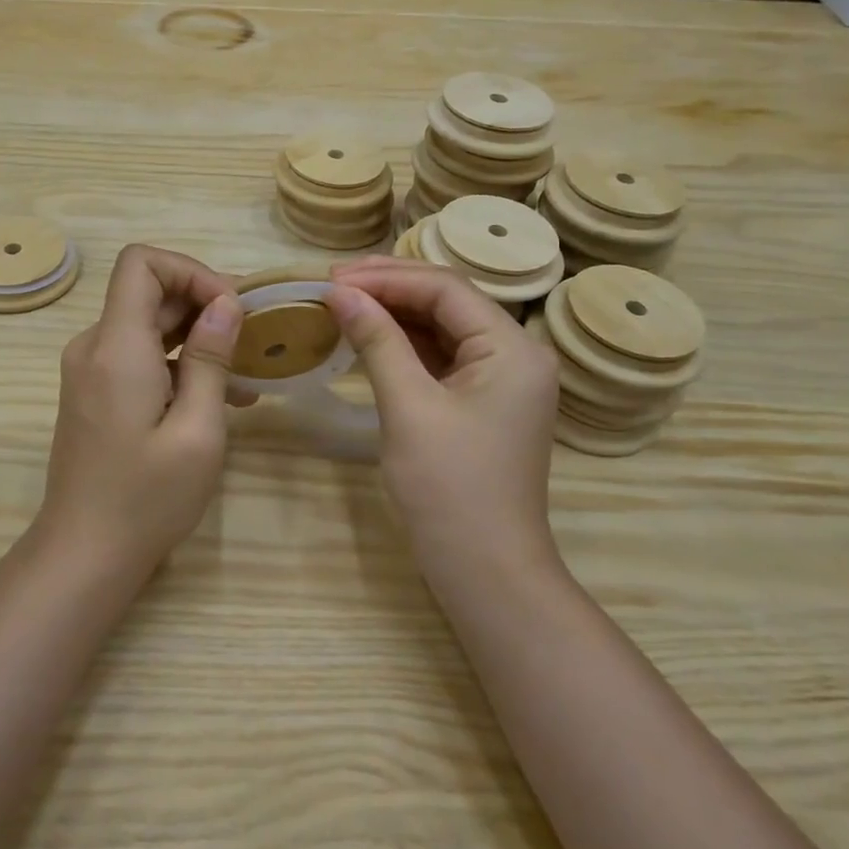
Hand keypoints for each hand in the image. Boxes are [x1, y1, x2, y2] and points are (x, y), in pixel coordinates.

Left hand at [40, 245, 243, 567]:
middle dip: (203, 304)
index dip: (190, 270)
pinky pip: (139, 356)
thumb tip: (225, 304)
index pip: (141, 263)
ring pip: (147, 324)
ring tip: (247, 371)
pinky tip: (221, 396)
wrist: (84, 554)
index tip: (230, 307)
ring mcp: (91, 370)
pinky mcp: (96, 392)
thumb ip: (210, 359)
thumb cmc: (146, 498)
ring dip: (197, 336)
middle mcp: (95, 346)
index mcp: (116, 346)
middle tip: (253, 336)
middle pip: (148, 292)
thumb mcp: (197, 430)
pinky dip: (179, 363)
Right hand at [325, 258, 561, 574]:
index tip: (333, 278)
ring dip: (394, 314)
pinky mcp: (482, 402)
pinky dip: (404, 345)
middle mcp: (515, 354)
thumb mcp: (409, 408)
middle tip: (333, 284)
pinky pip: (441, 357)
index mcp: (513, 348)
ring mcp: (500, 380)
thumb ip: (378, 341)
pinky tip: (369, 337)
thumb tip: (340, 293)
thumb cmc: (450, 489)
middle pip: (447, 302)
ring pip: (442, 328)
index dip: (388, 277)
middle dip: (390, 289)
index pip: (446, 289)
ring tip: (343, 303)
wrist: (486, 571)